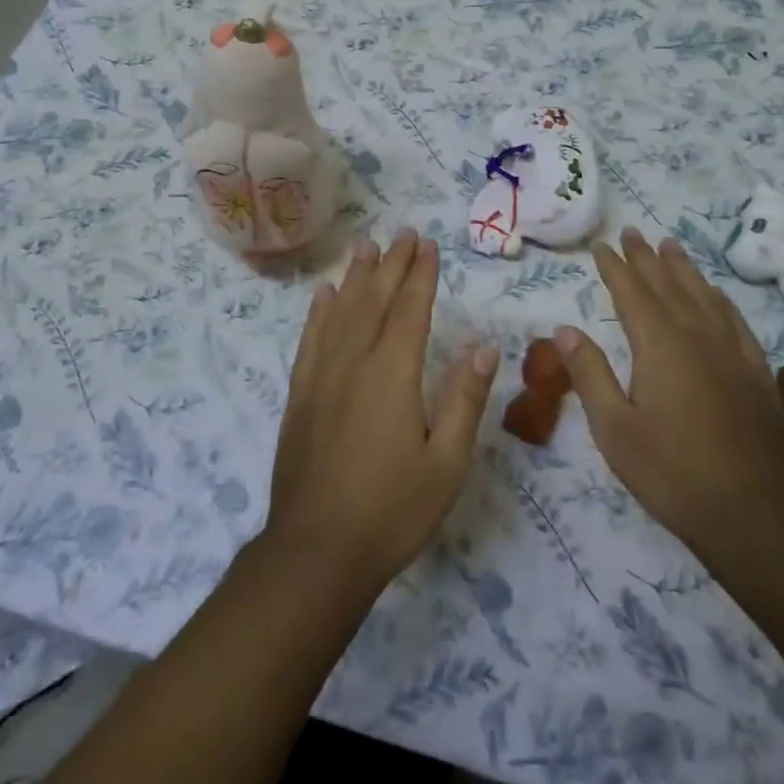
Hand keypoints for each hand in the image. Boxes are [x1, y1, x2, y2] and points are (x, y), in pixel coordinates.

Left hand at [264, 229, 498, 593]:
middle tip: (403, 233)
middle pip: (374, 300)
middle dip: (391, 264)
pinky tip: (323, 295)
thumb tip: (483, 349)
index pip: (410, 309)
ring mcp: (321, 377)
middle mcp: (354, 362)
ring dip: (355, 277)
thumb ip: (464, 401)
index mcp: (393, 373)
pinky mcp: (300, 395)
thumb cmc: (392, 510)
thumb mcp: (446, 464)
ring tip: (365, 246)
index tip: (427, 244)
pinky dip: (319, 312)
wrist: (316, 551)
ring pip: (340, 312)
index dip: (420, 274)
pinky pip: (310, 340)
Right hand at [553, 228, 783, 570]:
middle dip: (646, 258)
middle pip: (668, 285)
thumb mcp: (614, 428)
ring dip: (683, 269)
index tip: (602, 246)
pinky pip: (734, 319)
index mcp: (660, 345)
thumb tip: (565, 329)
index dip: (615, 267)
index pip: (632, 293)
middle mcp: (698, 336)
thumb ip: (589, 374)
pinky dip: (718, 298)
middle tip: (632, 232)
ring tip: (670, 246)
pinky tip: (715, 295)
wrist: (754, 512)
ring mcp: (733, 352)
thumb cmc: (671, 471)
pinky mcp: (757, 372)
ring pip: (704, 295)